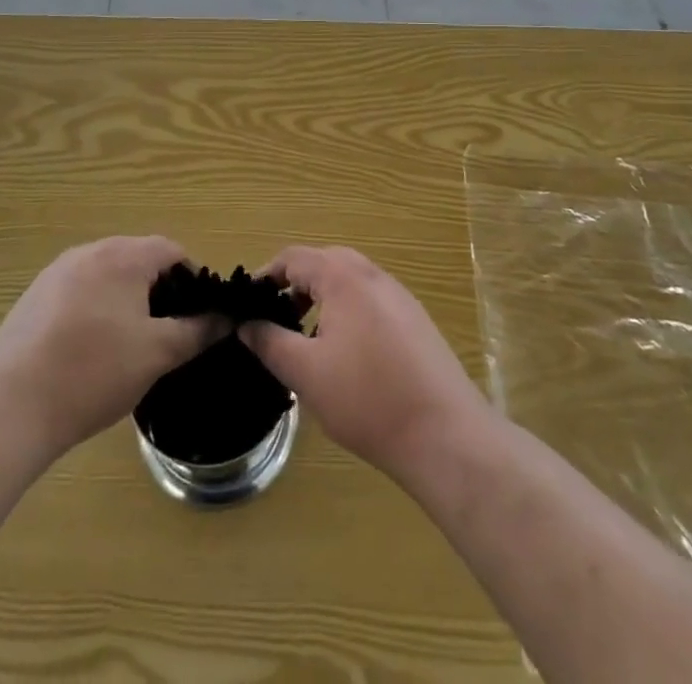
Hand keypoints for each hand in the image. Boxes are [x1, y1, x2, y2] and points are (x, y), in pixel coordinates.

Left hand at [0, 236, 221, 461]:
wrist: (12, 408)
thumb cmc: (95, 373)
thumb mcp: (158, 354)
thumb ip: (197, 330)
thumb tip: (226, 317)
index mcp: (123, 256)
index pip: (171, 250)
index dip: (192, 279)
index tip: (196, 315)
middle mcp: (89, 251)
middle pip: (137, 259)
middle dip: (157, 290)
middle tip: (165, 332)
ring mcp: (55, 273)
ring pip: (105, 276)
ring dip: (124, 299)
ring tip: (127, 344)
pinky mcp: (32, 297)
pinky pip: (76, 292)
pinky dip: (92, 310)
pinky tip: (87, 351)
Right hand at [239, 246, 490, 481]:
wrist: (445, 433)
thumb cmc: (367, 398)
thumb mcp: (306, 373)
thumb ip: (270, 342)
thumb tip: (246, 324)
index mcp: (344, 276)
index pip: (294, 257)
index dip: (266, 276)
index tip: (247, 306)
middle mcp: (373, 274)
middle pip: (323, 263)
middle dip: (295, 286)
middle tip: (276, 321)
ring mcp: (399, 296)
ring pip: (349, 282)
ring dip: (322, 300)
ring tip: (307, 341)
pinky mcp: (415, 320)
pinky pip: (370, 301)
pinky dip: (348, 313)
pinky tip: (346, 356)